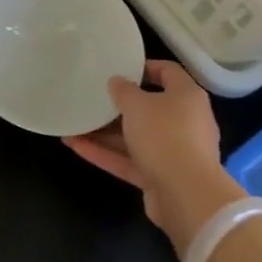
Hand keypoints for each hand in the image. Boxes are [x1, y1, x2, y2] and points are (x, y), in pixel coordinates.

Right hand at [64, 59, 237, 254]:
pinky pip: (129, 160)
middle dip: (118, 106)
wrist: (186, 194)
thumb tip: (117, 81)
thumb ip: (123, 91)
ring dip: (105, 132)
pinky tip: (75, 146)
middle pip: (149, 108)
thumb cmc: (165, 135)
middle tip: (92, 98)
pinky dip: (105, 153)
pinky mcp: (159, 176)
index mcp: (186, 97)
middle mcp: (183, 121)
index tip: (119, 68)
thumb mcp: (138, 105)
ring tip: (74, 125)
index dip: (144, 67)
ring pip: (135, 137)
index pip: (168, 72)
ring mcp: (172, 151)